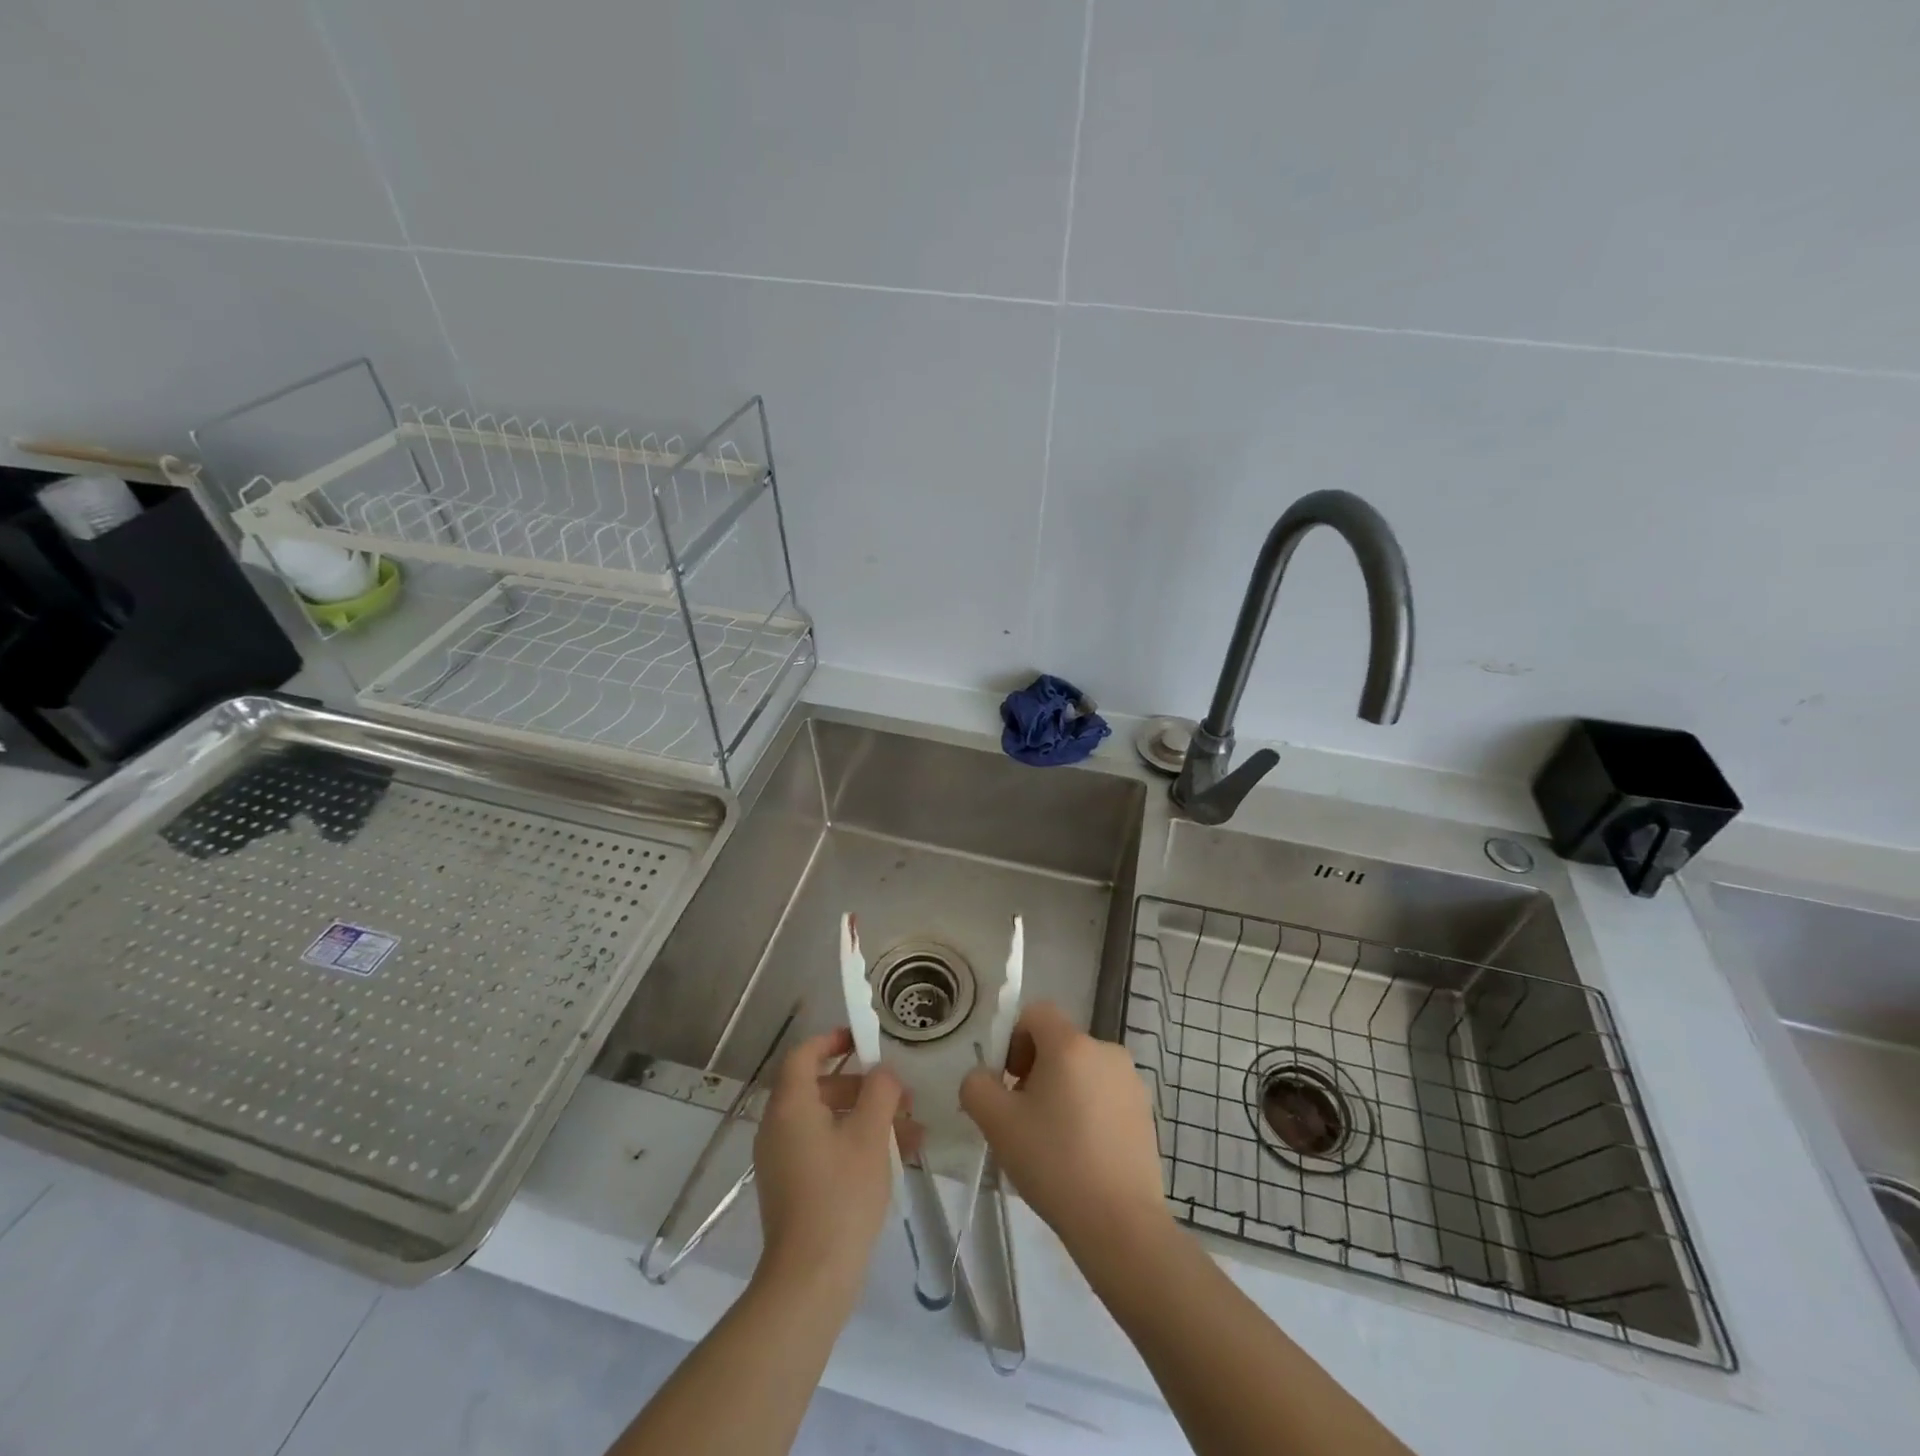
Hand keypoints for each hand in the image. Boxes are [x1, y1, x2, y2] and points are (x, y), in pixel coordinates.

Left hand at [752, 1028, 909, 1298]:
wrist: (810, 1279)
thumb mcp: (870, 1135)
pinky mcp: (792, 1187)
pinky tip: (895, 1159)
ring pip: (828, 1121)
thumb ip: (880, 1092)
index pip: (804, 1054)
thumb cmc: (841, 1195)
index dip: (832, 1039)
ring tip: (912, 1131)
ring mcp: (783, 1160)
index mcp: (790, 1106)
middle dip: (864, 1086)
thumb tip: (883, 1071)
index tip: (864, 1040)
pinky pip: (824, 1148)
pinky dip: (855, 1144)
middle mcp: (778, 1127)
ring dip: (868, 1118)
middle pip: (820, 1087)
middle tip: (901, 1094)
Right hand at [960, 1002, 1169, 1251]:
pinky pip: (1105, 1095)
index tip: (1009, 1082)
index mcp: (1071, 1044)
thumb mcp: (996, 1122)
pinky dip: (1088, 1111)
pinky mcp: (1146, 1112)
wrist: (1120, 1223)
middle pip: (1059, 1043)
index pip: (1035, 1013)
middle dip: (1036, 1070)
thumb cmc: (1054, 1162)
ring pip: (1083, 1071)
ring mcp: (1131, 1081)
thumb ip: (976, 1086)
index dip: (1014, 1040)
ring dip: (1062, 1092)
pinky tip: (1081, 1154)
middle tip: (1024, 1117)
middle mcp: (1106, 1050)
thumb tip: (984, 1078)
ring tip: (1053, 1141)